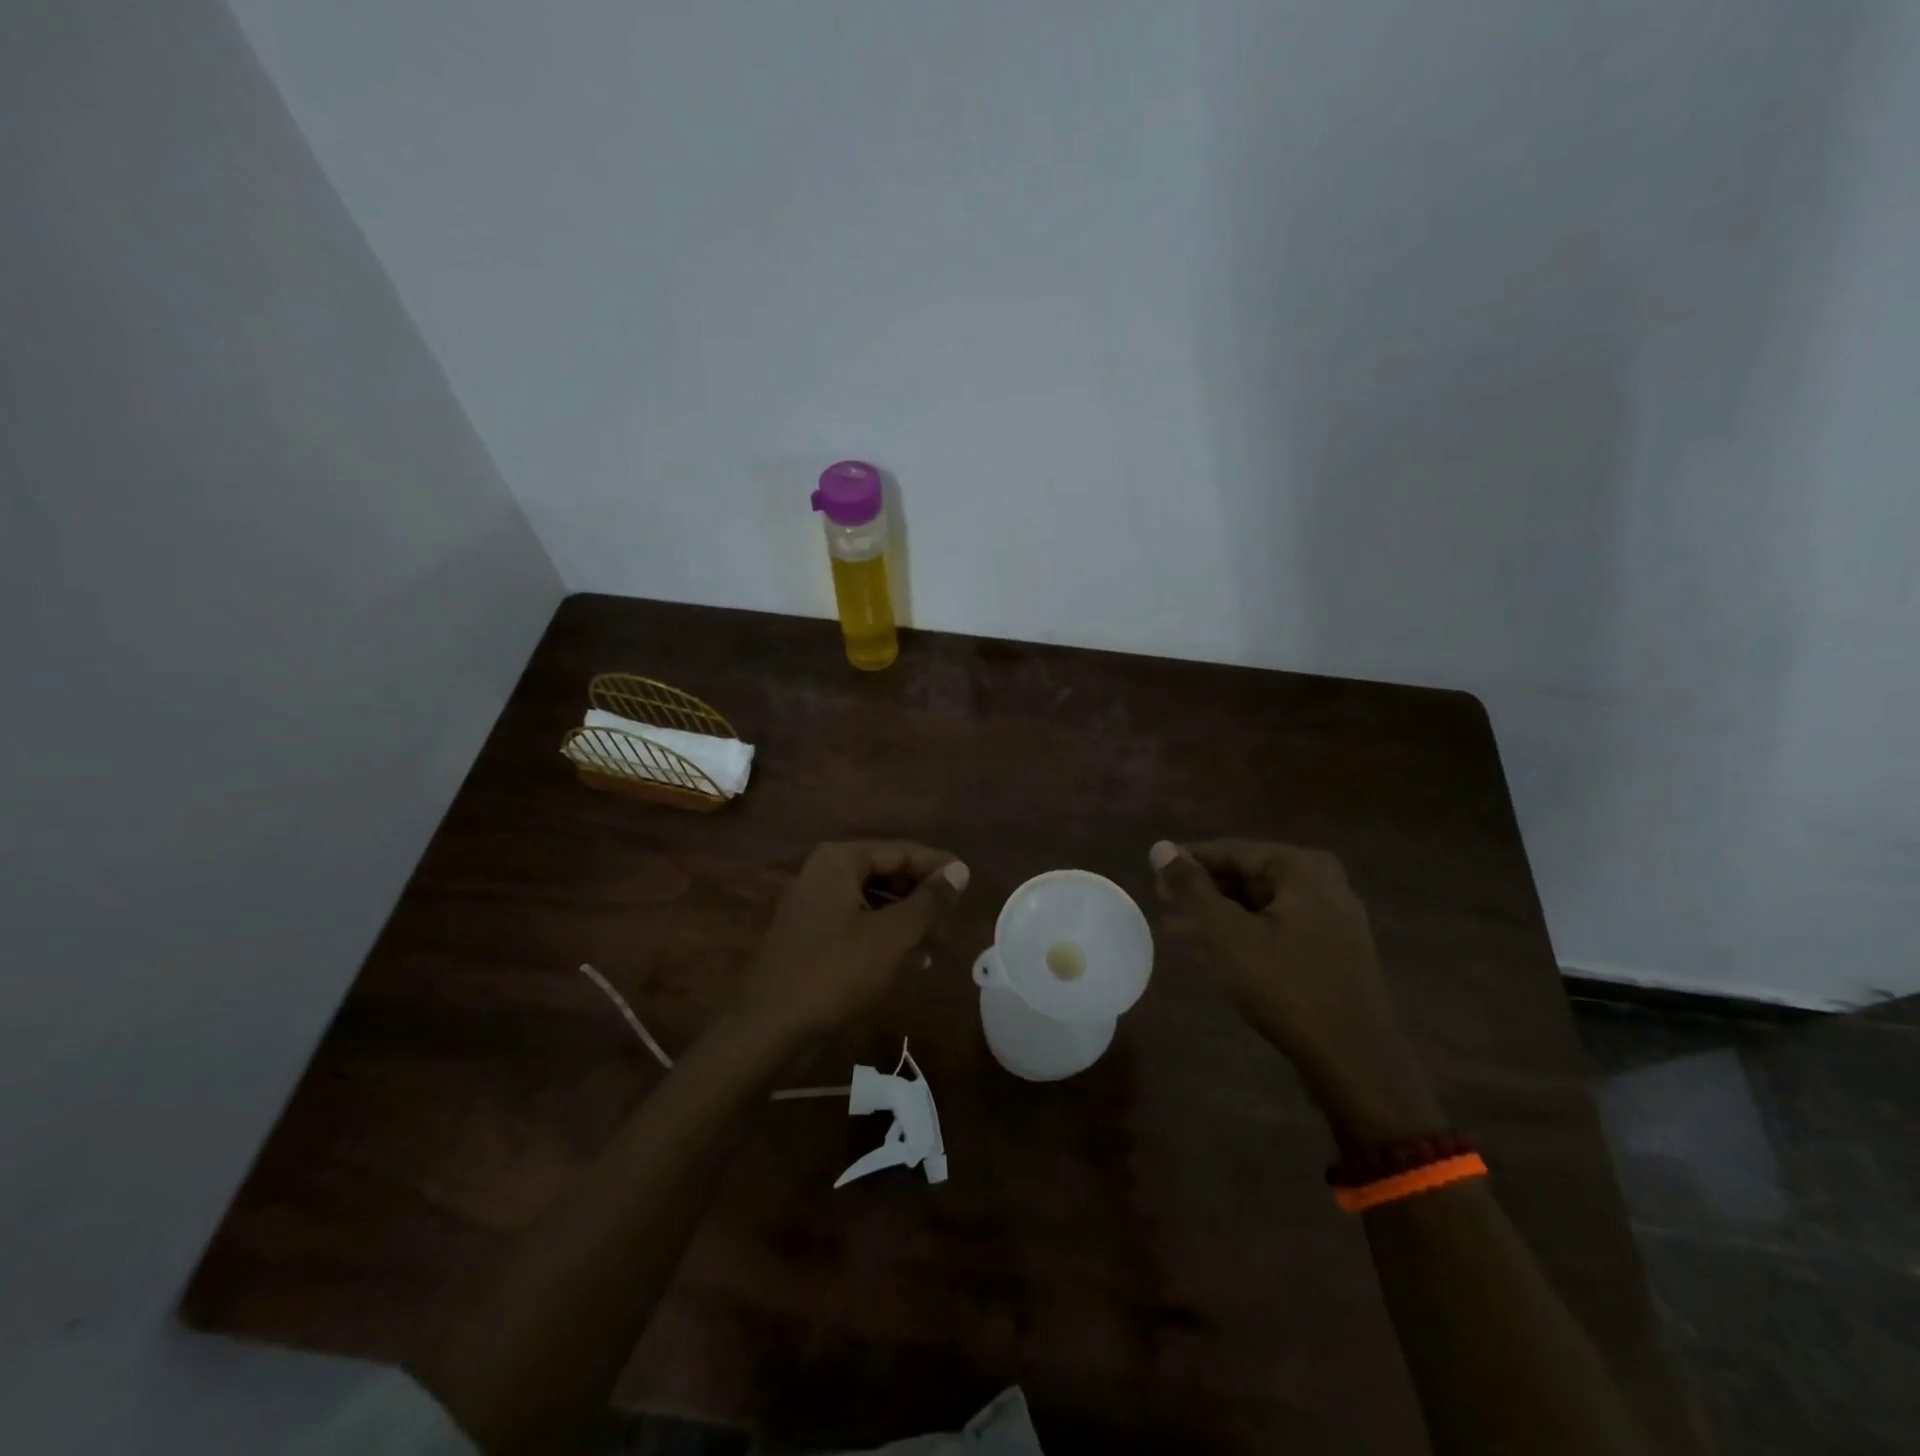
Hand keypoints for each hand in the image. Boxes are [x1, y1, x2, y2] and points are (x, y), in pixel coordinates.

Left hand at [729, 841, 969, 1046]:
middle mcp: (824, 873)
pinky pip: (858, 924)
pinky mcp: (812, 937)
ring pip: (874, 902)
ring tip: (938, 944)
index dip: (937, 866)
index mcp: (840, 860)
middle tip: (954, 920)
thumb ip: (929, 900)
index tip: (969, 882)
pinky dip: (886, 937)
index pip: (901, 851)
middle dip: (922, 896)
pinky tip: (911, 960)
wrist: (769, 1029)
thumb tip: (960, 869)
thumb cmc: (835, 972)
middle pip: (886, 873)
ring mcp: (814, 906)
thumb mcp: (892, 935)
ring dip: (908, 920)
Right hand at [1150, 839, 1441, 1147]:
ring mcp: (1331, 919)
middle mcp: (1322, 883)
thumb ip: (1191, 888)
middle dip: (1201, 892)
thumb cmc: (1286, 986)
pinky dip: (1241, 934)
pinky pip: (1275, 928)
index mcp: (1302, 868)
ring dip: (1216, 916)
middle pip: (1246, 876)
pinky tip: (1209, 949)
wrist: (1354, 1061)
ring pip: (1258, 905)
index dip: (1188, 862)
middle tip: (1161, 904)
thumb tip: (1159, 847)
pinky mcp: (1329, 951)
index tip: (1153, 876)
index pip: (1231, 851)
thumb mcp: (1227, 933)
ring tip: (1173, 929)